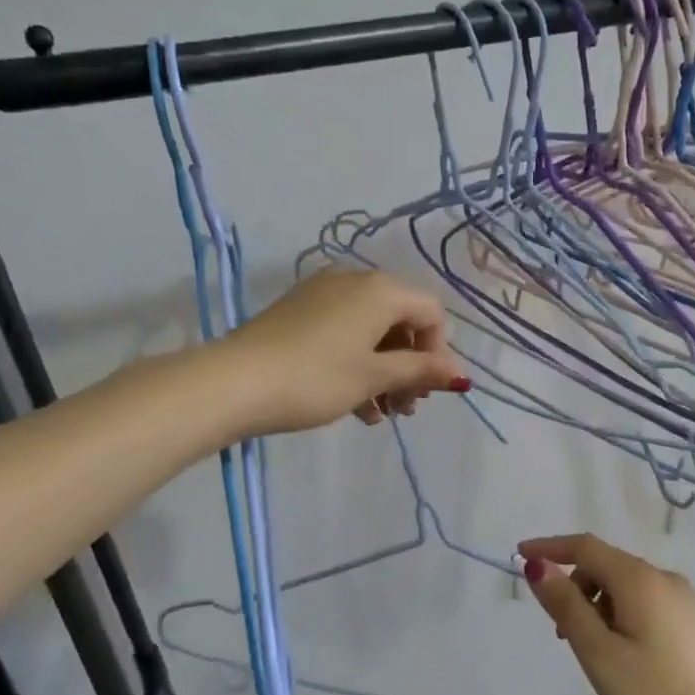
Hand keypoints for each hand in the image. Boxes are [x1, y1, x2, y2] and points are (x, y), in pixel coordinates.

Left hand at [219, 268, 470, 435]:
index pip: (430, 312)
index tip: (429, 392)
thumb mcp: (373, 377)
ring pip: (371, 330)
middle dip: (410, 366)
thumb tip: (460, 374)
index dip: (438, 352)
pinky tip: (355, 405)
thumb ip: (419, 370)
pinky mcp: (299, 311)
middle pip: (401, 321)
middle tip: (405, 408)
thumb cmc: (315, 378)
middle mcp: (354, 280)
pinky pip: (344, 332)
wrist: (234, 382)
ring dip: (384, 371)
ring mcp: (323, 294)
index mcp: (380, 290)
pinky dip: (357, 363)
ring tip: (379, 414)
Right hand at [519, 533, 694, 694]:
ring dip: (600, 606)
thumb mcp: (598, 653)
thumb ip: (566, 604)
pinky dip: (626, 617)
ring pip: (630, 588)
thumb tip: (538, 564)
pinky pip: (651, 606)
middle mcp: (667, 579)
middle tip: (562, 634)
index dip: (550, 547)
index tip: (519, 556)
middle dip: (576, 587)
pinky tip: (630, 659)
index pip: (585, 546)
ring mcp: (689, 602)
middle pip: (608, 566)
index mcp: (640, 580)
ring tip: (596, 654)